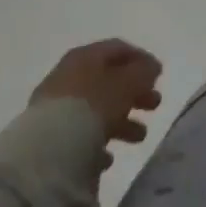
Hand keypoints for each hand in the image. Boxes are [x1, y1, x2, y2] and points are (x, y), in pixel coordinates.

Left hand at [31, 40, 163, 146]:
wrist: (47, 151)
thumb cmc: (94, 105)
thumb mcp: (129, 82)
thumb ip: (144, 71)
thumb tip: (151, 68)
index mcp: (85, 56)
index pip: (118, 49)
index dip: (142, 60)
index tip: (159, 76)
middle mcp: (68, 77)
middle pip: (109, 80)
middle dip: (135, 93)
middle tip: (155, 105)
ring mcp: (55, 108)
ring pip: (96, 109)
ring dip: (121, 121)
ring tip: (139, 137)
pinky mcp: (48, 138)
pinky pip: (80, 135)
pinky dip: (97, 142)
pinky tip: (108, 157)